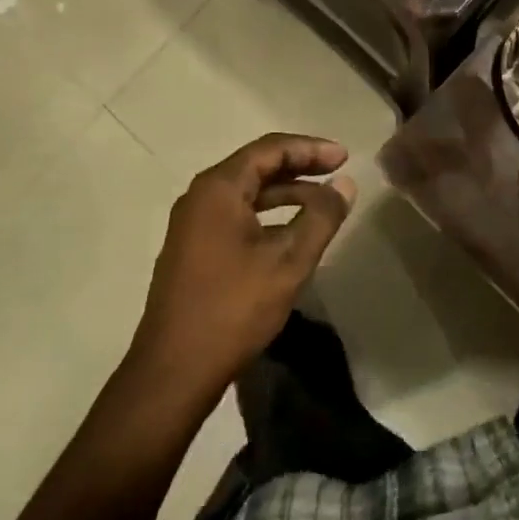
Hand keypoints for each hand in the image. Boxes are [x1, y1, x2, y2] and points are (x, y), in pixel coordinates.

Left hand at [134, 134, 355, 400]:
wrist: (174, 370)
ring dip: (285, 191)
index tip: (344, 156)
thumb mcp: (288, 261)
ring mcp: (193, 224)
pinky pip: (236, 214)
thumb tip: (344, 183)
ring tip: (323, 201)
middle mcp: (200, 196)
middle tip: (338, 171)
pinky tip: (291, 231)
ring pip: (247, 192)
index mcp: (219, 188)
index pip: (270, 149)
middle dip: (300, 166)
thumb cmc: (233, 308)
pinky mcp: (193, 249)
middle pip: (256, 165)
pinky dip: (268, 213)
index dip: (310, 148)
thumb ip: (321, 216)